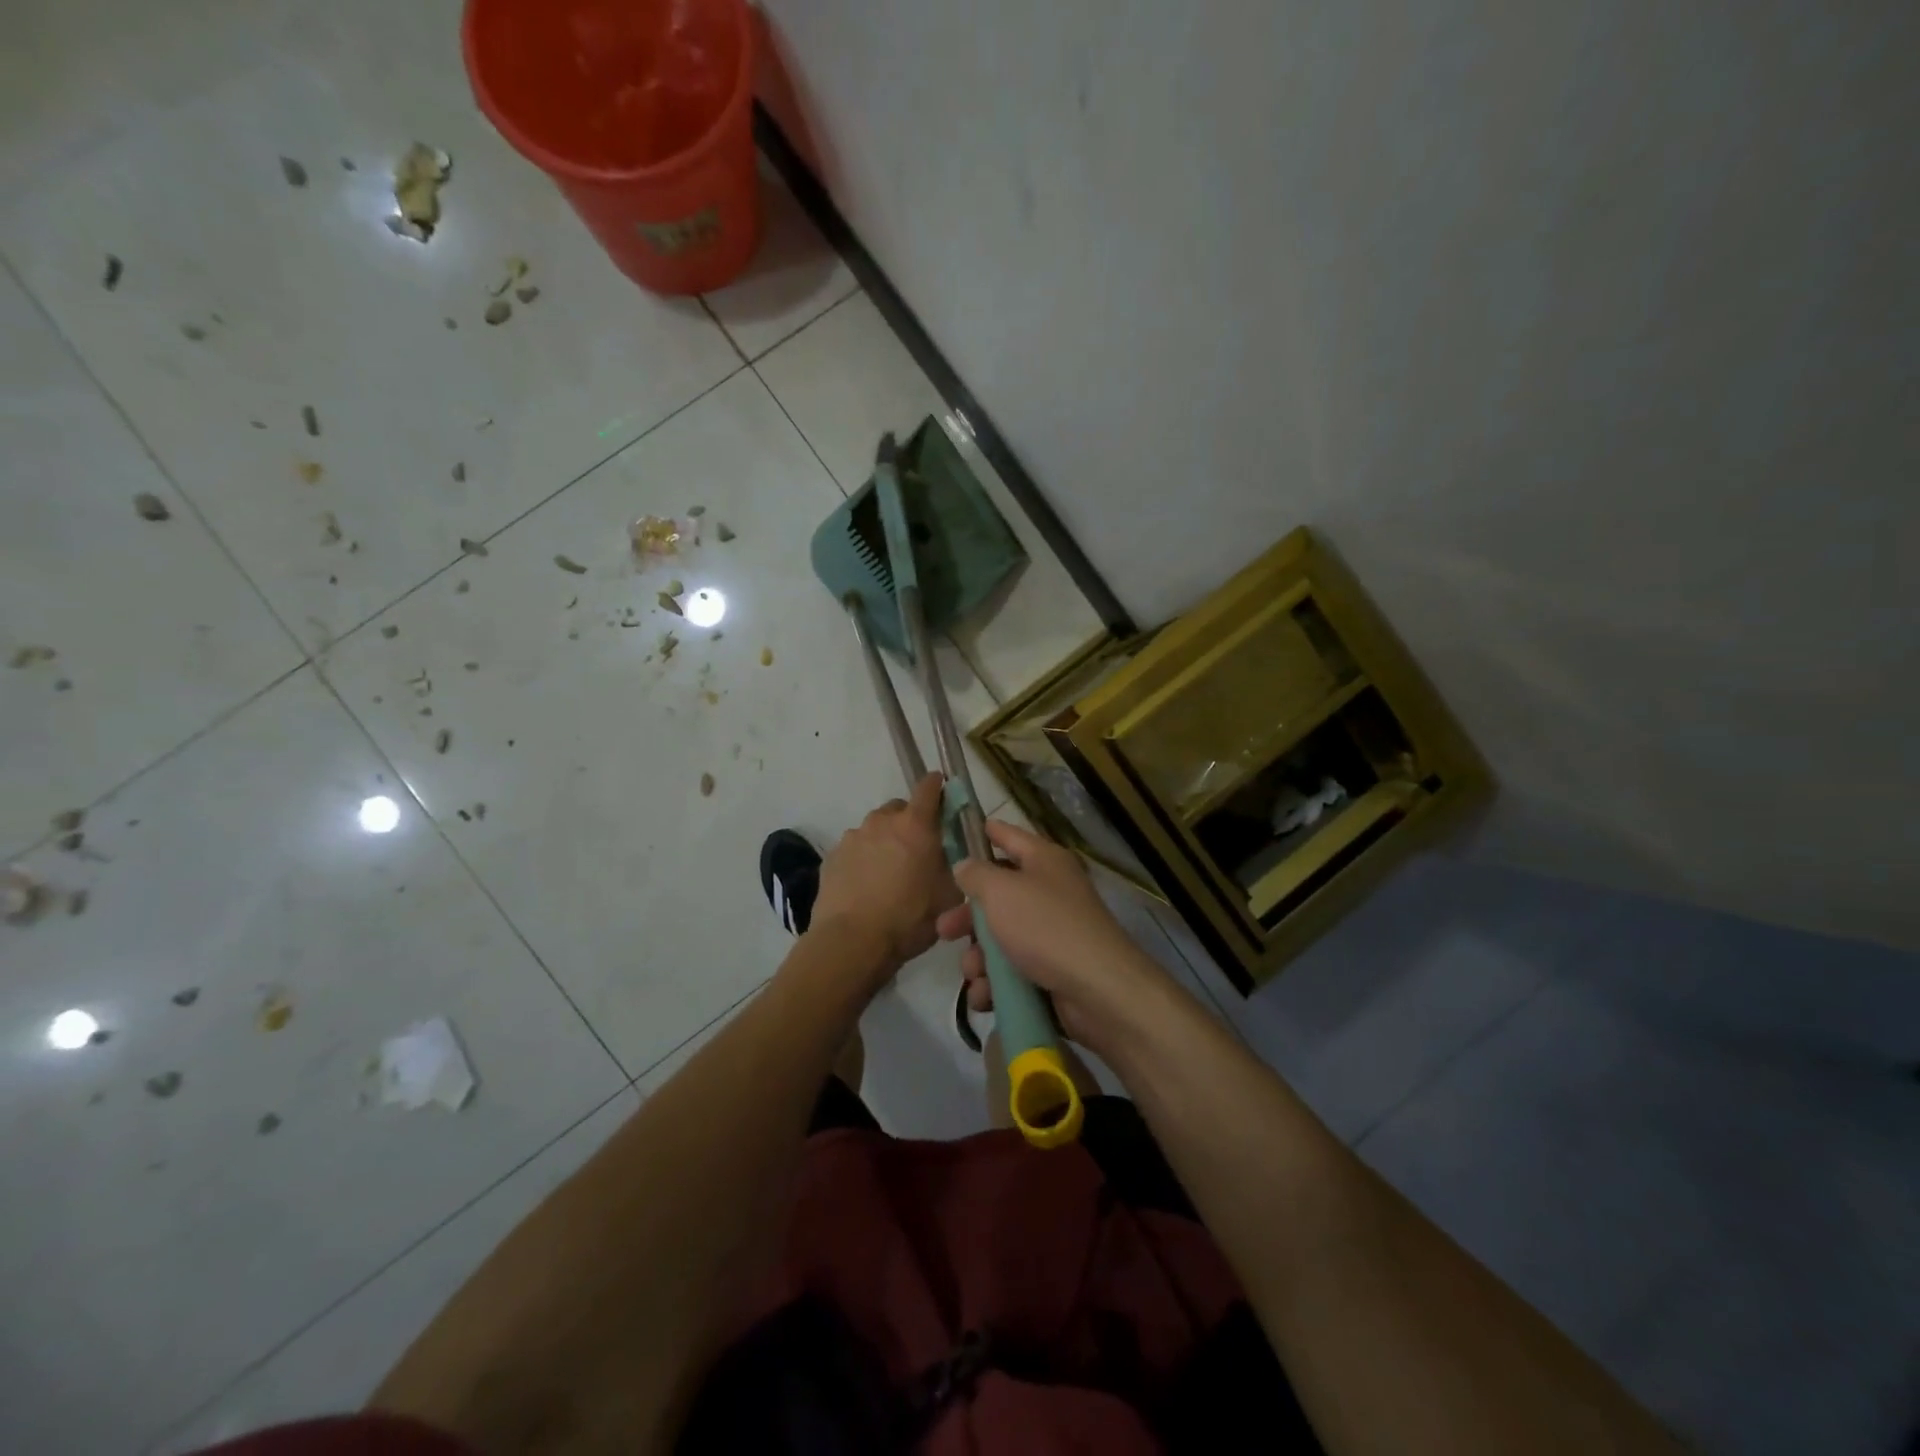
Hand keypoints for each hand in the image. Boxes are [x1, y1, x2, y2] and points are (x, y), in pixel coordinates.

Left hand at [812, 772, 960, 971]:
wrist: (851, 942)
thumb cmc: (909, 918)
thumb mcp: (948, 896)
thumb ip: (955, 867)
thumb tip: (956, 857)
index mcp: (915, 825)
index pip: (928, 788)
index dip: (937, 787)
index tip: (942, 792)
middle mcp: (881, 821)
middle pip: (898, 809)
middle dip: (909, 822)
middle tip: (916, 850)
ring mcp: (852, 837)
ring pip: (874, 829)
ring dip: (883, 842)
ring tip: (887, 875)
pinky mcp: (831, 857)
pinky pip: (854, 850)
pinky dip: (862, 860)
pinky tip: (865, 887)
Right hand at [935, 818, 1168, 1048]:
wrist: (1097, 990)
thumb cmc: (1045, 927)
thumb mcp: (1001, 892)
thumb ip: (976, 875)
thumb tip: (965, 866)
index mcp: (1044, 861)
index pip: (1009, 836)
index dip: (985, 832)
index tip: (959, 833)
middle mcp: (1049, 891)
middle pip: (998, 896)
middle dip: (968, 917)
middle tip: (944, 930)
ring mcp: (1052, 933)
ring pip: (1001, 938)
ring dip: (979, 958)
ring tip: (973, 974)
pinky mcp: (1051, 971)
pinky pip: (1013, 971)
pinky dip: (996, 983)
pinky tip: (984, 996)